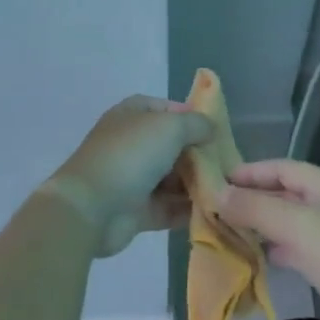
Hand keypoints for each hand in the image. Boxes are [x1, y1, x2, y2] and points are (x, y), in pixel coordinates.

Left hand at [44, 96, 213, 257]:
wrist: (91, 208)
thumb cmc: (130, 156)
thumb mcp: (169, 127)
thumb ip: (196, 124)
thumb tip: (210, 128)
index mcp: (132, 115)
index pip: (166, 109)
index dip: (191, 116)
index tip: (217, 130)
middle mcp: (132, 144)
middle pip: (173, 146)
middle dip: (199, 155)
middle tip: (229, 165)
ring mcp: (133, 178)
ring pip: (173, 178)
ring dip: (197, 184)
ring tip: (227, 190)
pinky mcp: (137, 211)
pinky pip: (169, 207)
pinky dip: (188, 209)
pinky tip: (214, 210)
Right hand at [218, 159, 319, 319]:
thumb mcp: (295, 227)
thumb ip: (255, 207)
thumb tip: (218, 192)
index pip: (284, 167)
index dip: (250, 172)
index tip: (218, 180)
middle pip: (288, 193)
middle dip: (254, 198)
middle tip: (219, 207)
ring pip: (293, 221)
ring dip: (264, 223)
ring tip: (233, 230)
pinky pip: (302, 246)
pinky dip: (280, 247)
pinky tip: (262, 257)